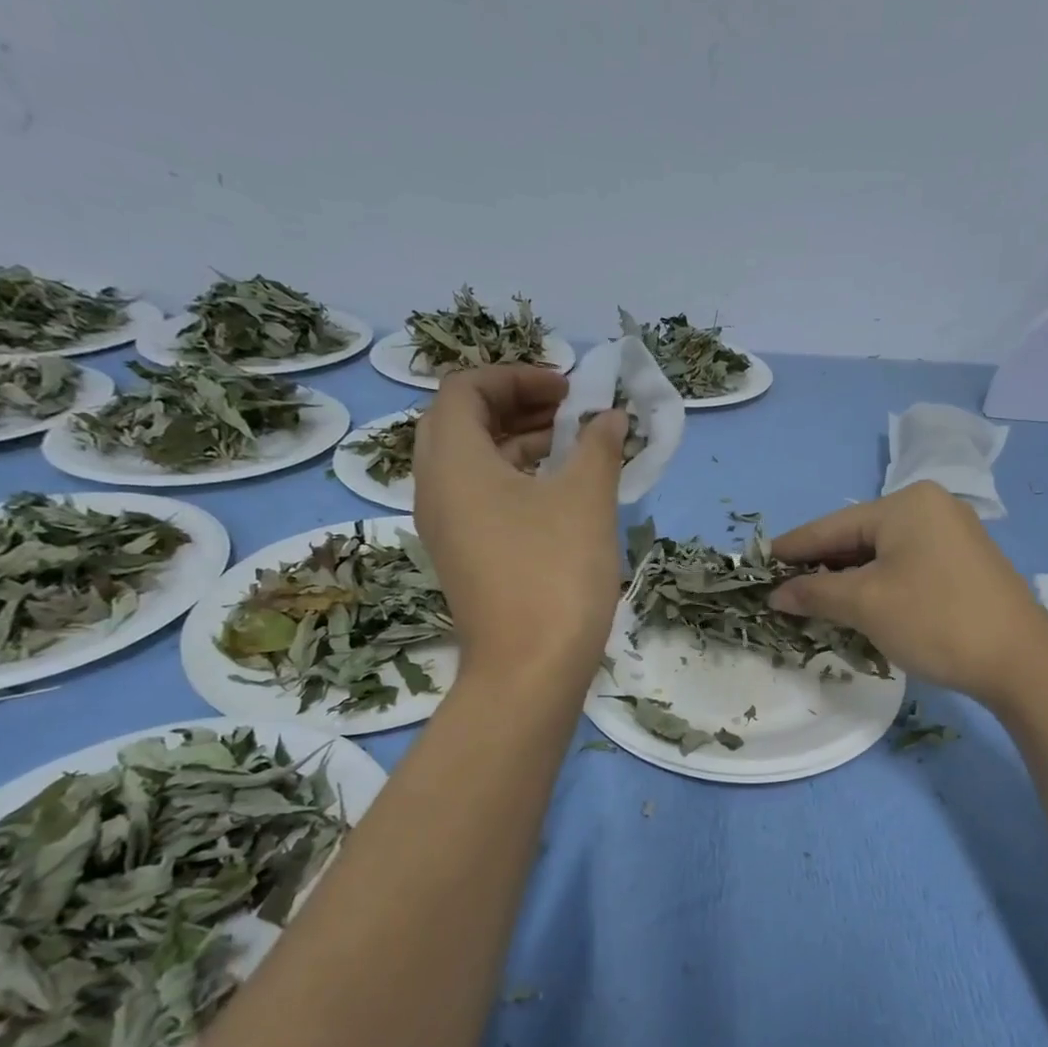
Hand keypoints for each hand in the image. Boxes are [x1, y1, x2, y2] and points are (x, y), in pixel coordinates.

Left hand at [411, 366, 628, 688]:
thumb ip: (599, 445)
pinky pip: (480, 496)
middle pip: (463, 422)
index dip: (517, 375)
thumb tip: (612, 418)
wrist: (530, 670)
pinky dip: (515, 478)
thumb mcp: (585, 498)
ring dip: (519, 441)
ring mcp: (446, 526)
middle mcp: (435, 487)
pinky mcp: (464, 556)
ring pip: (472, 461)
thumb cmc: (555, 572)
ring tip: (574, 446)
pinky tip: (561, 491)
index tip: (569, 389)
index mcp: (453, 461)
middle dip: (517, 405)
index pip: (465, 388)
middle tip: (569, 411)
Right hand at [770, 482, 1047, 705]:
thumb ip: (815, 593)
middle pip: (857, 536)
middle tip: (782, 591)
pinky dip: (877, 584)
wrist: (1022, 661)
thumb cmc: (936, 621)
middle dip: (820, 567)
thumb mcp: (866, 605)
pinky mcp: (964, 562)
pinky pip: (905, 565)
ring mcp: (952, 534)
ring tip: (813, 602)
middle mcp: (931, 507)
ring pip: (882, 553)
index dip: (791, 548)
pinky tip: (859, 604)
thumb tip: (777, 594)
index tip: (756, 563)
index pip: (831, 526)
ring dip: (847, 579)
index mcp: (906, 504)